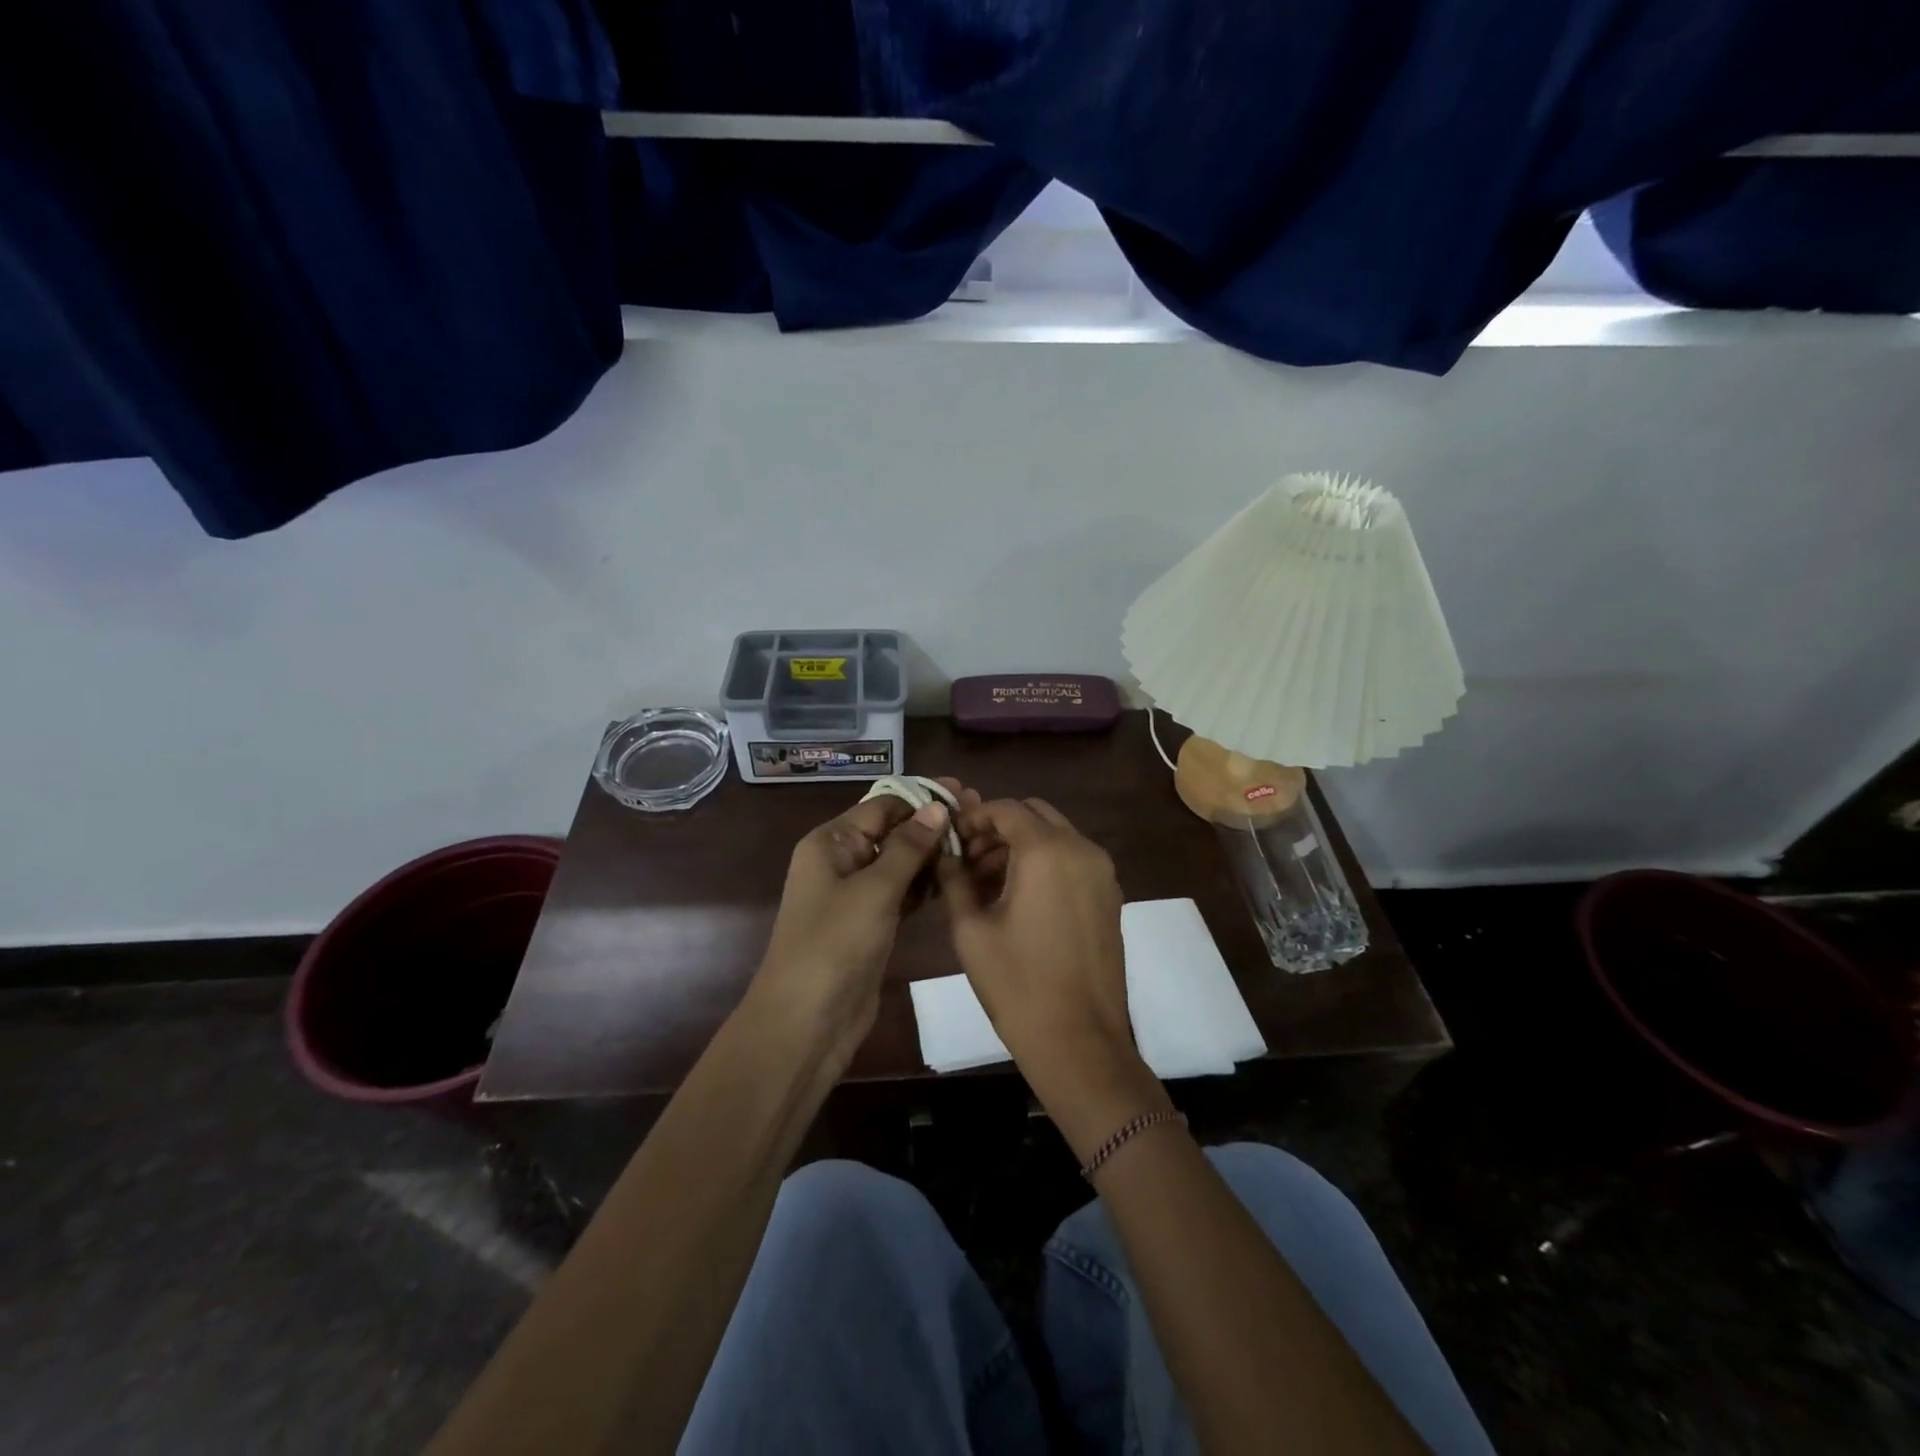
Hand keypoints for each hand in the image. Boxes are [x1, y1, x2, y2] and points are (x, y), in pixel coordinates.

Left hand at [754, 781, 964, 1055]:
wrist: (807, 1022)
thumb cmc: (835, 944)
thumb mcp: (874, 889)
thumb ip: (908, 847)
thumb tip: (938, 807)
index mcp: (830, 842)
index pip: (881, 806)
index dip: (921, 797)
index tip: (964, 792)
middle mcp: (841, 861)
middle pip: (891, 831)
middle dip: (931, 824)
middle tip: (978, 816)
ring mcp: (856, 895)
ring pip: (899, 862)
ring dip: (932, 853)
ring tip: (976, 843)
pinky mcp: (871, 923)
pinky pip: (902, 892)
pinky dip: (925, 884)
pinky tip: (957, 877)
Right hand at [938, 799, 1159, 1127]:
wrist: (1079, 1041)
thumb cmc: (1017, 985)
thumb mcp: (971, 930)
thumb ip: (954, 879)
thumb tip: (942, 853)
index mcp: (1046, 851)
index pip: (1006, 808)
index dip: (974, 817)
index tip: (951, 840)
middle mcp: (1081, 849)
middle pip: (1034, 815)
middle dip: (998, 828)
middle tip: (967, 860)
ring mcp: (1102, 872)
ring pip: (1055, 836)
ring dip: (1021, 845)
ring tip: (985, 882)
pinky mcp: (1110, 895)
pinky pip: (1073, 860)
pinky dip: (1044, 862)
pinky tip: (1018, 897)